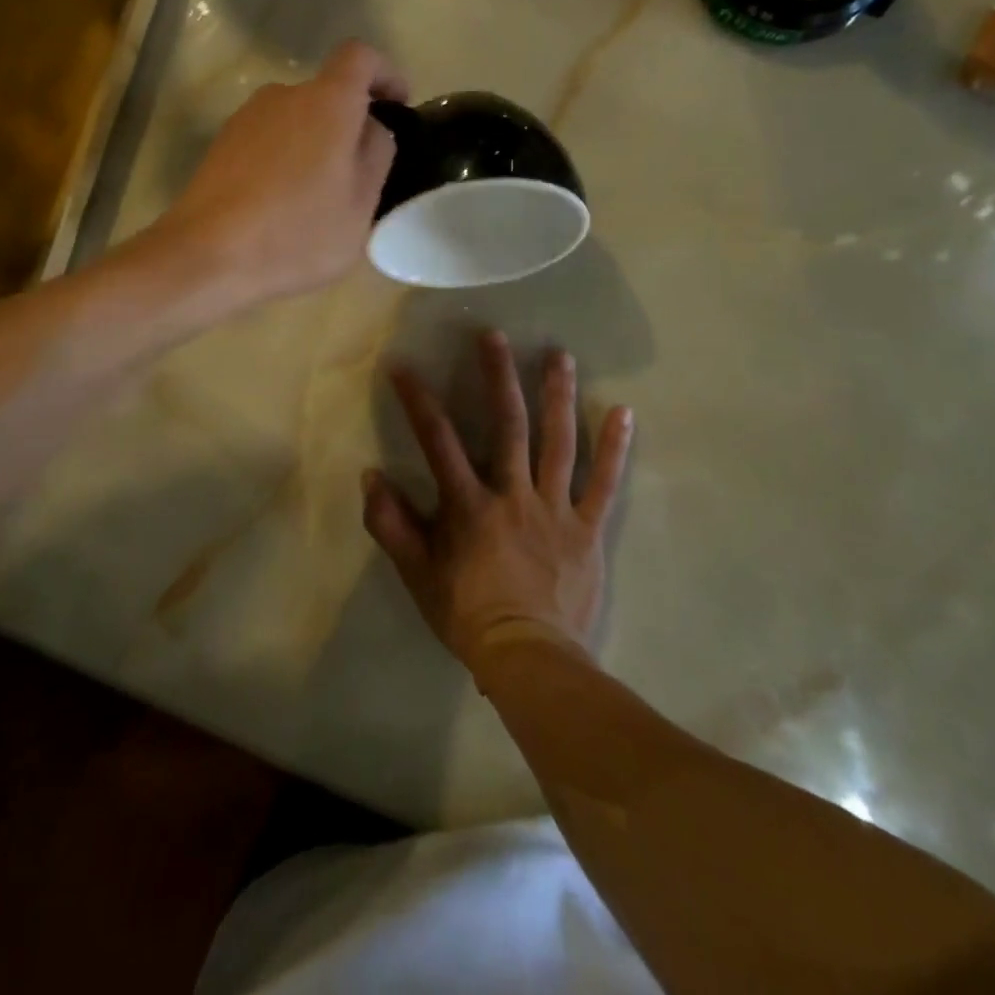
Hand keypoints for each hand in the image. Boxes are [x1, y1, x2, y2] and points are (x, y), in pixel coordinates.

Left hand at [160, 41, 407, 304]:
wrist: (207, 256)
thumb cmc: (297, 232)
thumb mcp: (360, 205)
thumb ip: (376, 155)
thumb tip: (370, 129)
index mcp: (327, 101)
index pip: (361, 57)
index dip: (386, 74)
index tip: (398, 106)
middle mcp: (284, 95)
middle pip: (328, 94)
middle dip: (350, 125)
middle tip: (360, 176)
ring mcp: (246, 118)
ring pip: (297, 121)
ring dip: (315, 147)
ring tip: (319, 199)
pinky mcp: (222, 144)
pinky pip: (269, 141)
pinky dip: (286, 160)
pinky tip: (282, 206)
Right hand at [364, 330, 634, 670]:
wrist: (529, 659)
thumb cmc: (467, 614)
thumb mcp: (417, 574)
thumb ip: (391, 525)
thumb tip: (371, 477)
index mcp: (469, 504)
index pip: (438, 441)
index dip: (417, 400)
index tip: (402, 365)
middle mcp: (513, 494)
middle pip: (507, 425)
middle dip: (498, 376)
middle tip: (494, 335)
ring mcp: (555, 508)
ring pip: (558, 442)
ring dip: (558, 395)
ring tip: (560, 354)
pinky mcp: (588, 528)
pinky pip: (605, 484)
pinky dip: (614, 448)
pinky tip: (624, 412)